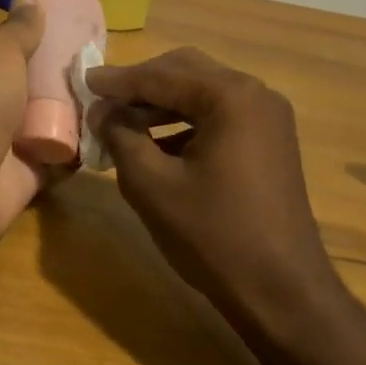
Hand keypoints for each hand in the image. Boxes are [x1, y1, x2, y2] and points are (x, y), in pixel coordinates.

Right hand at [88, 47, 333, 317]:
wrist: (282, 291)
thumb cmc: (213, 235)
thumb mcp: (152, 184)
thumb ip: (121, 137)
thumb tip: (101, 111)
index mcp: (231, 96)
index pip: (162, 76)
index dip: (118, 80)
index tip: (83, 80)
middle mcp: (255, 95)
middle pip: (186, 72)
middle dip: (141, 85)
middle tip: (102, 99)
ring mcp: (268, 119)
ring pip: (202, 94)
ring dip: (161, 104)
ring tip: (121, 122)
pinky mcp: (269, 142)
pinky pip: (219, 117)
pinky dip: (184, 123)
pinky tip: (156, 144)